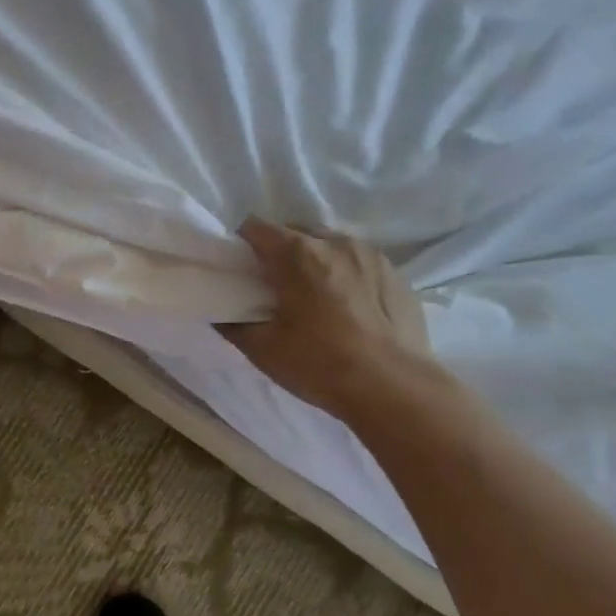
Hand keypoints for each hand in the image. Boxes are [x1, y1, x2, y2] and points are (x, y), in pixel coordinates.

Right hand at [219, 220, 434, 413]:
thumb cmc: (320, 364)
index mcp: (297, 254)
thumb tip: (220, 314)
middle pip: (295, 231)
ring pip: (330, 244)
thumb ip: (233, 325)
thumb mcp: (263, 350)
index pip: (256, 227)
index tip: (243, 270)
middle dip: (280, 251)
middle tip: (277, 287)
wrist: (393, 388)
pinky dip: (347, 275)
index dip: (243, 245)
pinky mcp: (395, 273)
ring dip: (316, 260)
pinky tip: (349, 308)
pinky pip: (359, 262)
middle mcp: (334, 242)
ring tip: (316, 297)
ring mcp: (370, 255)